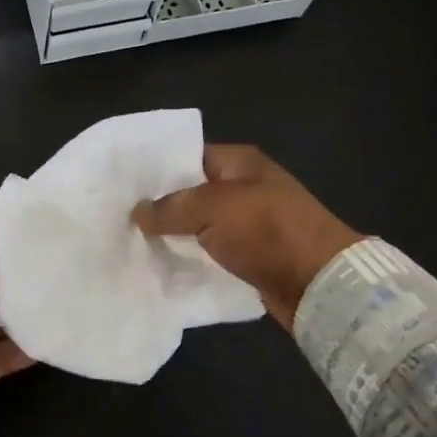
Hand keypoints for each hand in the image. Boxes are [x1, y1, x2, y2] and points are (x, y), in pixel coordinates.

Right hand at [132, 145, 363, 326]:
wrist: (318, 281)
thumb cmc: (267, 230)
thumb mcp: (213, 208)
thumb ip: (170, 207)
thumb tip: (137, 212)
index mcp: (238, 162)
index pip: (187, 155)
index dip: (156, 168)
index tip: (122, 184)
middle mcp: (243, 188)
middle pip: (191, 192)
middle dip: (159, 206)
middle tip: (118, 217)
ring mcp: (247, 223)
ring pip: (199, 226)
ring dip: (173, 236)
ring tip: (131, 243)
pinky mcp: (249, 256)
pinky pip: (210, 252)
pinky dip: (191, 258)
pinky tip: (161, 265)